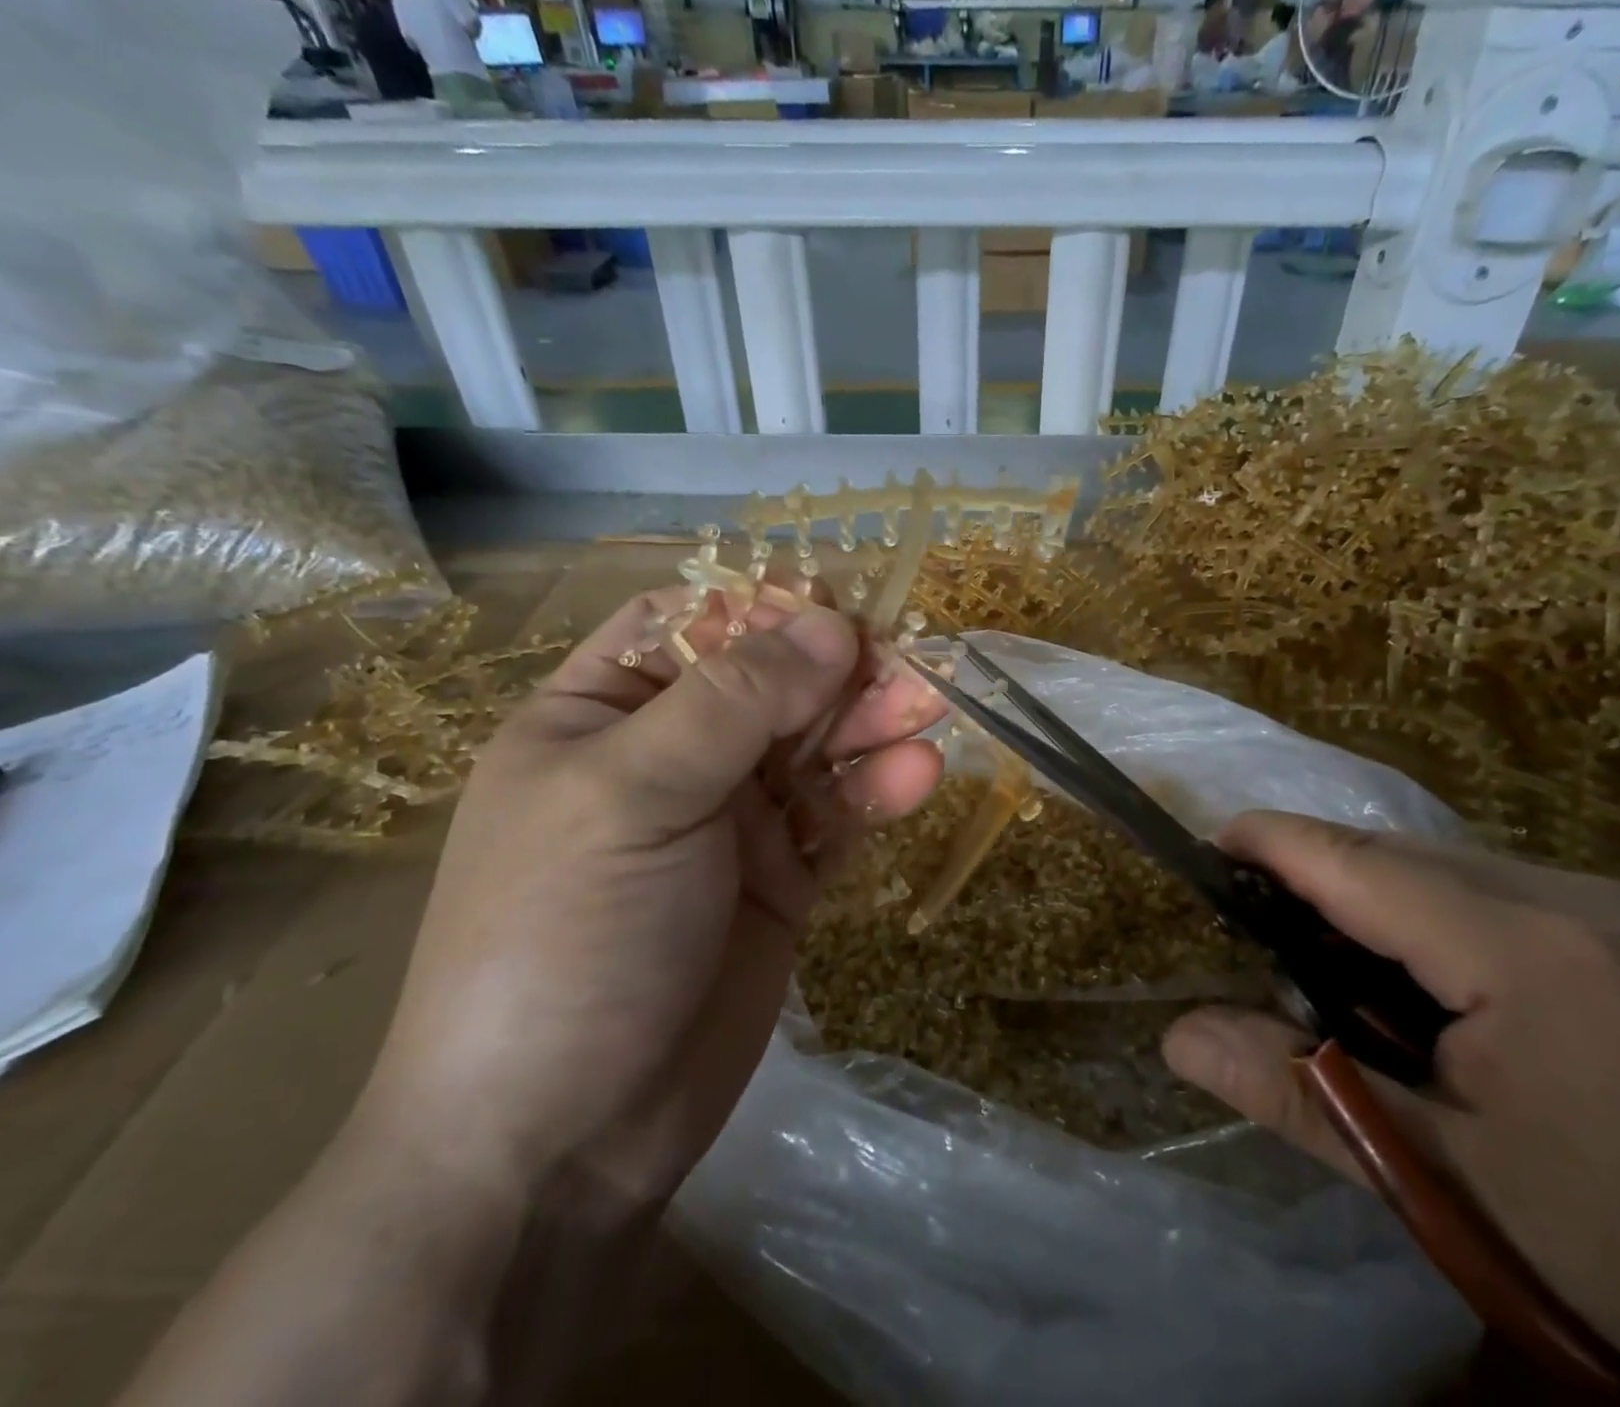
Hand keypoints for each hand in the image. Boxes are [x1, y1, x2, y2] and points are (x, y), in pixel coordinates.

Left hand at [353, 584, 945, 1210]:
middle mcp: (669, 755)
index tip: (837, 610)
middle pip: (770, 682)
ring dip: (872, 723)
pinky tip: (919, 776)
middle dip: (839, 669)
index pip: (690, 624)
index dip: (763, 608)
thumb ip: (736, 702)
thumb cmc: (566, 938)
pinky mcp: (781, 878)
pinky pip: (838, 816)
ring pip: (816, 746)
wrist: (562, 1141)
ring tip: (930, 709)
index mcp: (601, 714)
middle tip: (910, 667)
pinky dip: (878, 792)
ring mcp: (730, 819)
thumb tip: (830, 625)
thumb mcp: (634, 795)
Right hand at [1163, 813, 1619, 1406]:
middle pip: (1399, 854)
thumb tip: (1176, 1036)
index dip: (1272, 841)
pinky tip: (1420, 981)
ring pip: (1446, 867)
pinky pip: (1494, 892)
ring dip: (1370, 895)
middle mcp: (1578, 903)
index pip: (1360, 863)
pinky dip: (1427, 914)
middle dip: (1315, 872)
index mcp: (1528, 953)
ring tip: (1324, 955)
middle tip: (1252, 920)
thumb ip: (1300, 1094)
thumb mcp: (1444, 1183)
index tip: (1205, 844)